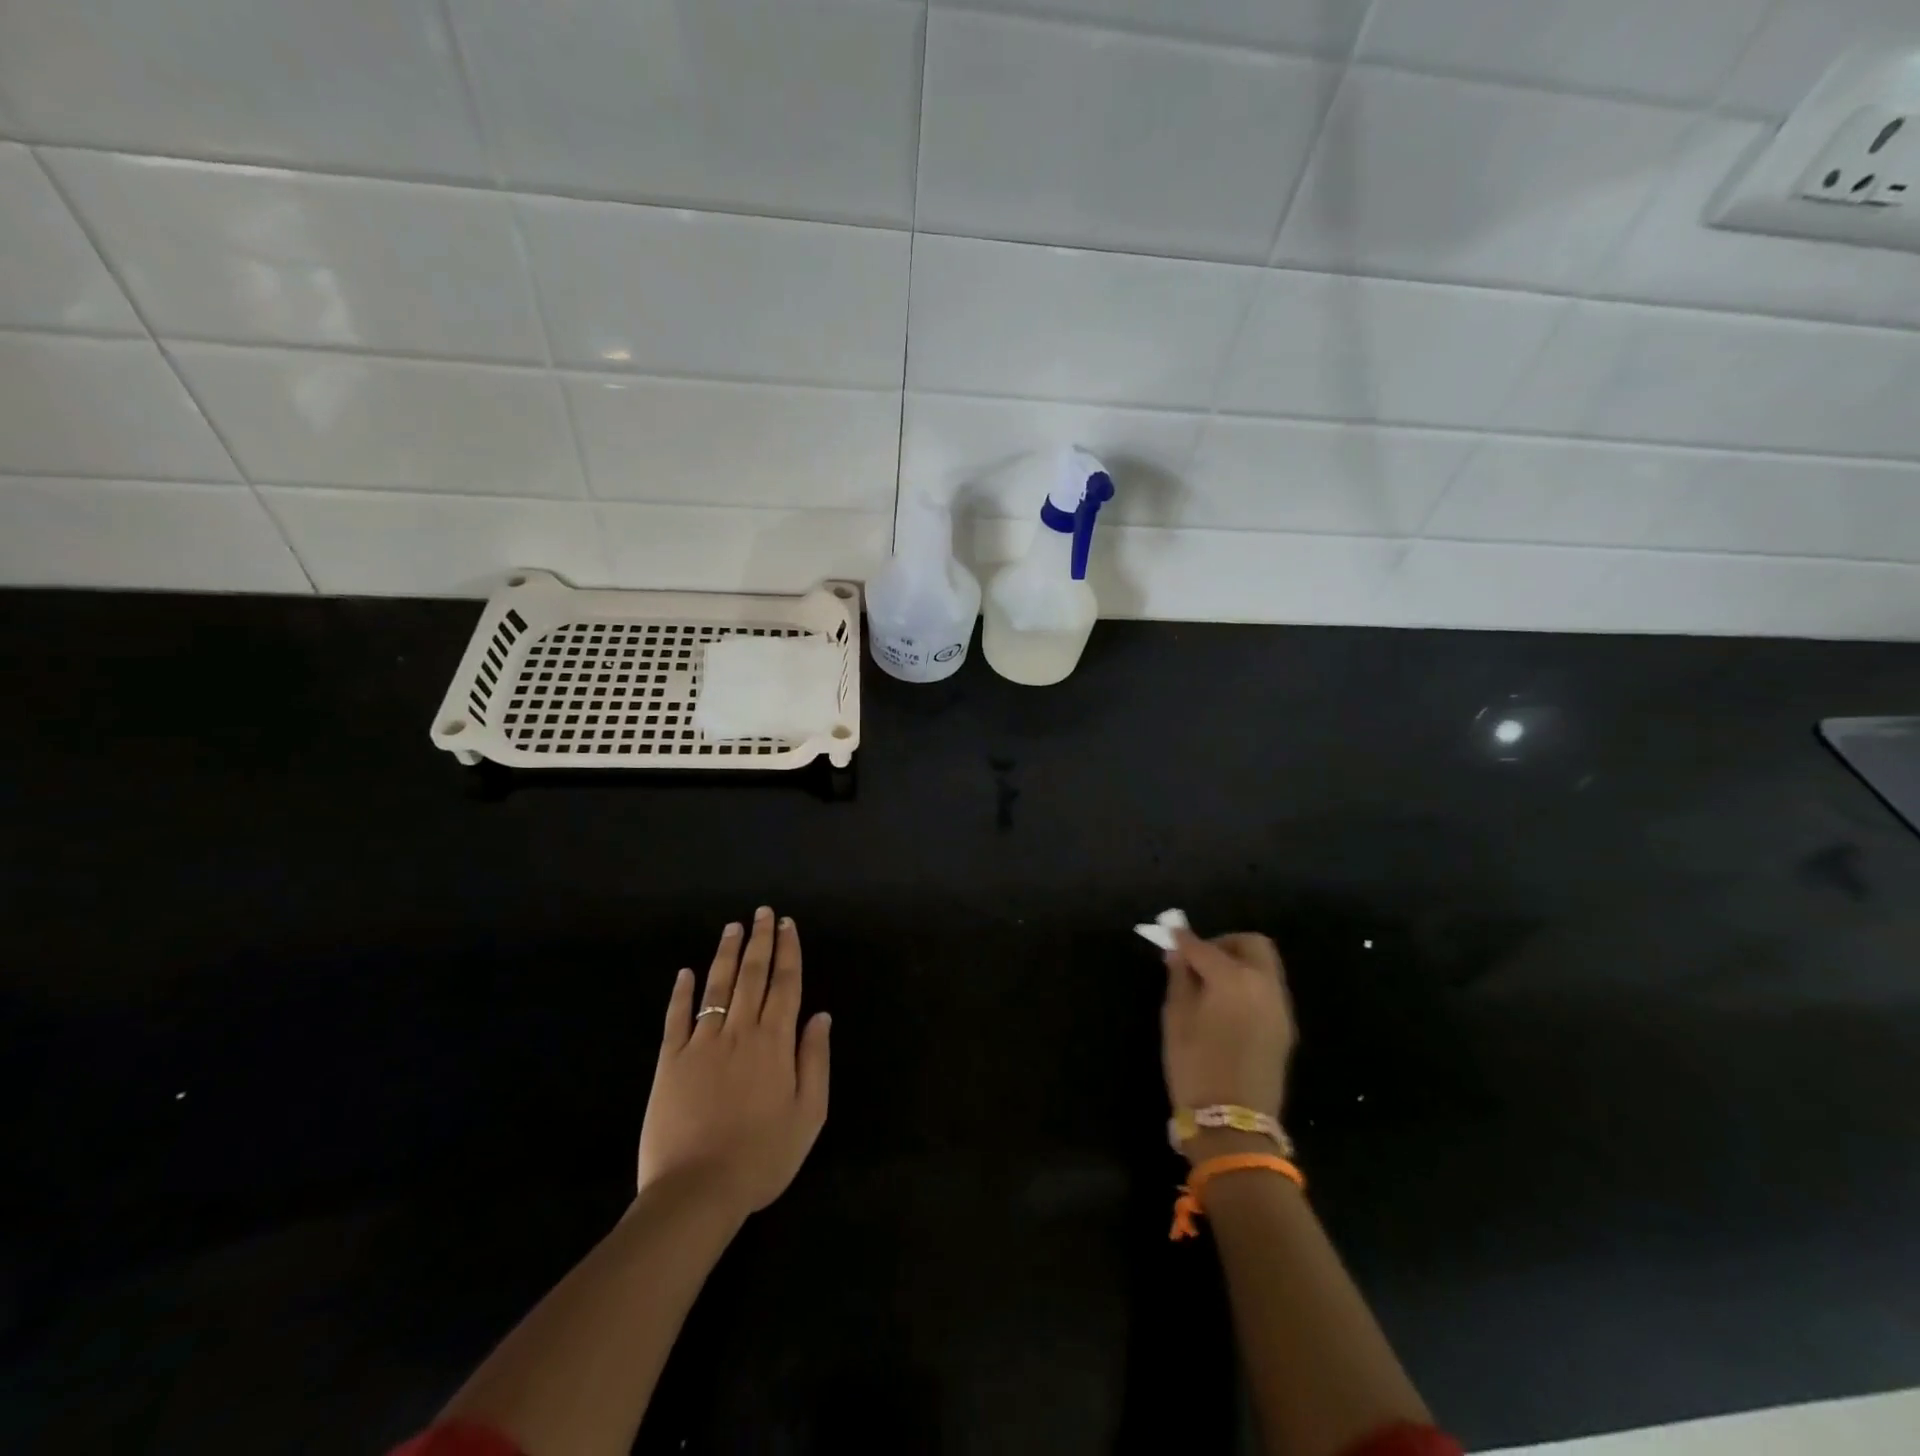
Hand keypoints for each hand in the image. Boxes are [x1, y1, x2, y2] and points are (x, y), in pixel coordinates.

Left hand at [637, 908, 830, 1216]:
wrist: (697, 1192)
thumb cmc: (762, 1156)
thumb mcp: (808, 1114)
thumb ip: (815, 1059)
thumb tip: (821, 1015)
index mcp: (775, 1042)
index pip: (785, 984)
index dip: (788, 951)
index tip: (787, 924)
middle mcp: (740, 1031)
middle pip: (752, 975)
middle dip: (760, 941)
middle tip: (763, 913)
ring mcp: (702, 1043)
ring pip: (717, 987)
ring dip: (726, 954)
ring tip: (733, 927)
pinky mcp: (670, 1061)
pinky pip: (677, 1017)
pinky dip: (681, 992)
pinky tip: (685, 972)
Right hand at [1161, 928, 1296, 1161]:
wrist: (1233, 1125)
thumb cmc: (1195, 1067)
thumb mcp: (1176, 1018)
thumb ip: (1179, 978)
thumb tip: (1179, 954)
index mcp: (1234, 979)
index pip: (1204, 947)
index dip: (1183, 939)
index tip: (1169, 935)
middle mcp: (1264, 985)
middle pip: (1251, 945)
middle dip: (1224, 943)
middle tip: (1198, 959)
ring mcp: (1279, 1007)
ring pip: (1263, 966)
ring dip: (1238, 963)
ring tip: (1210, 983)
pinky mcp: (1285, 1028)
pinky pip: (1267, 989)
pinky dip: (1247, 984)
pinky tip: (1226, 1003)